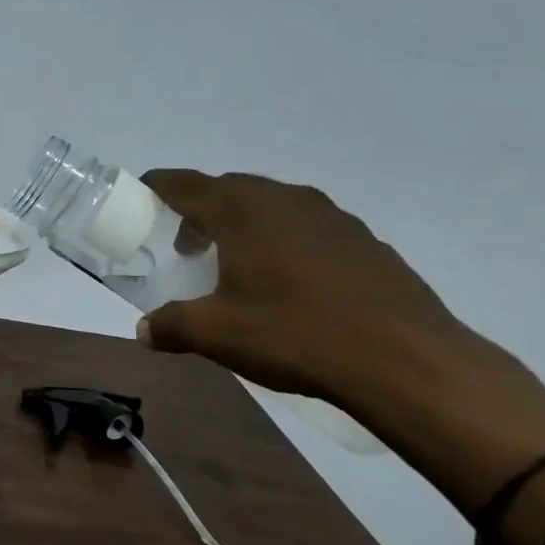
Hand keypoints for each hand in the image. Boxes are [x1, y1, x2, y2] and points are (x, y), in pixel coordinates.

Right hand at [136, 171, 481, 410]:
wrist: (405, 361)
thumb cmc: (295, 335)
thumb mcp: (216, 335)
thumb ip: (172, 326)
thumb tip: (145, 331)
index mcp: (241, 210)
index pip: (184, 183)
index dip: (156, 187)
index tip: (139, 198)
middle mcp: (284, 198)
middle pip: (227, 190)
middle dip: (199, 212)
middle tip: (184, 247)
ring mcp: (330, 215)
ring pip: (270, 206)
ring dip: (243, 225)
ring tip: (234, 265)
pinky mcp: (363, 239)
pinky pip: (305, 226)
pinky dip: (282, 240)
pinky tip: (288, 283)